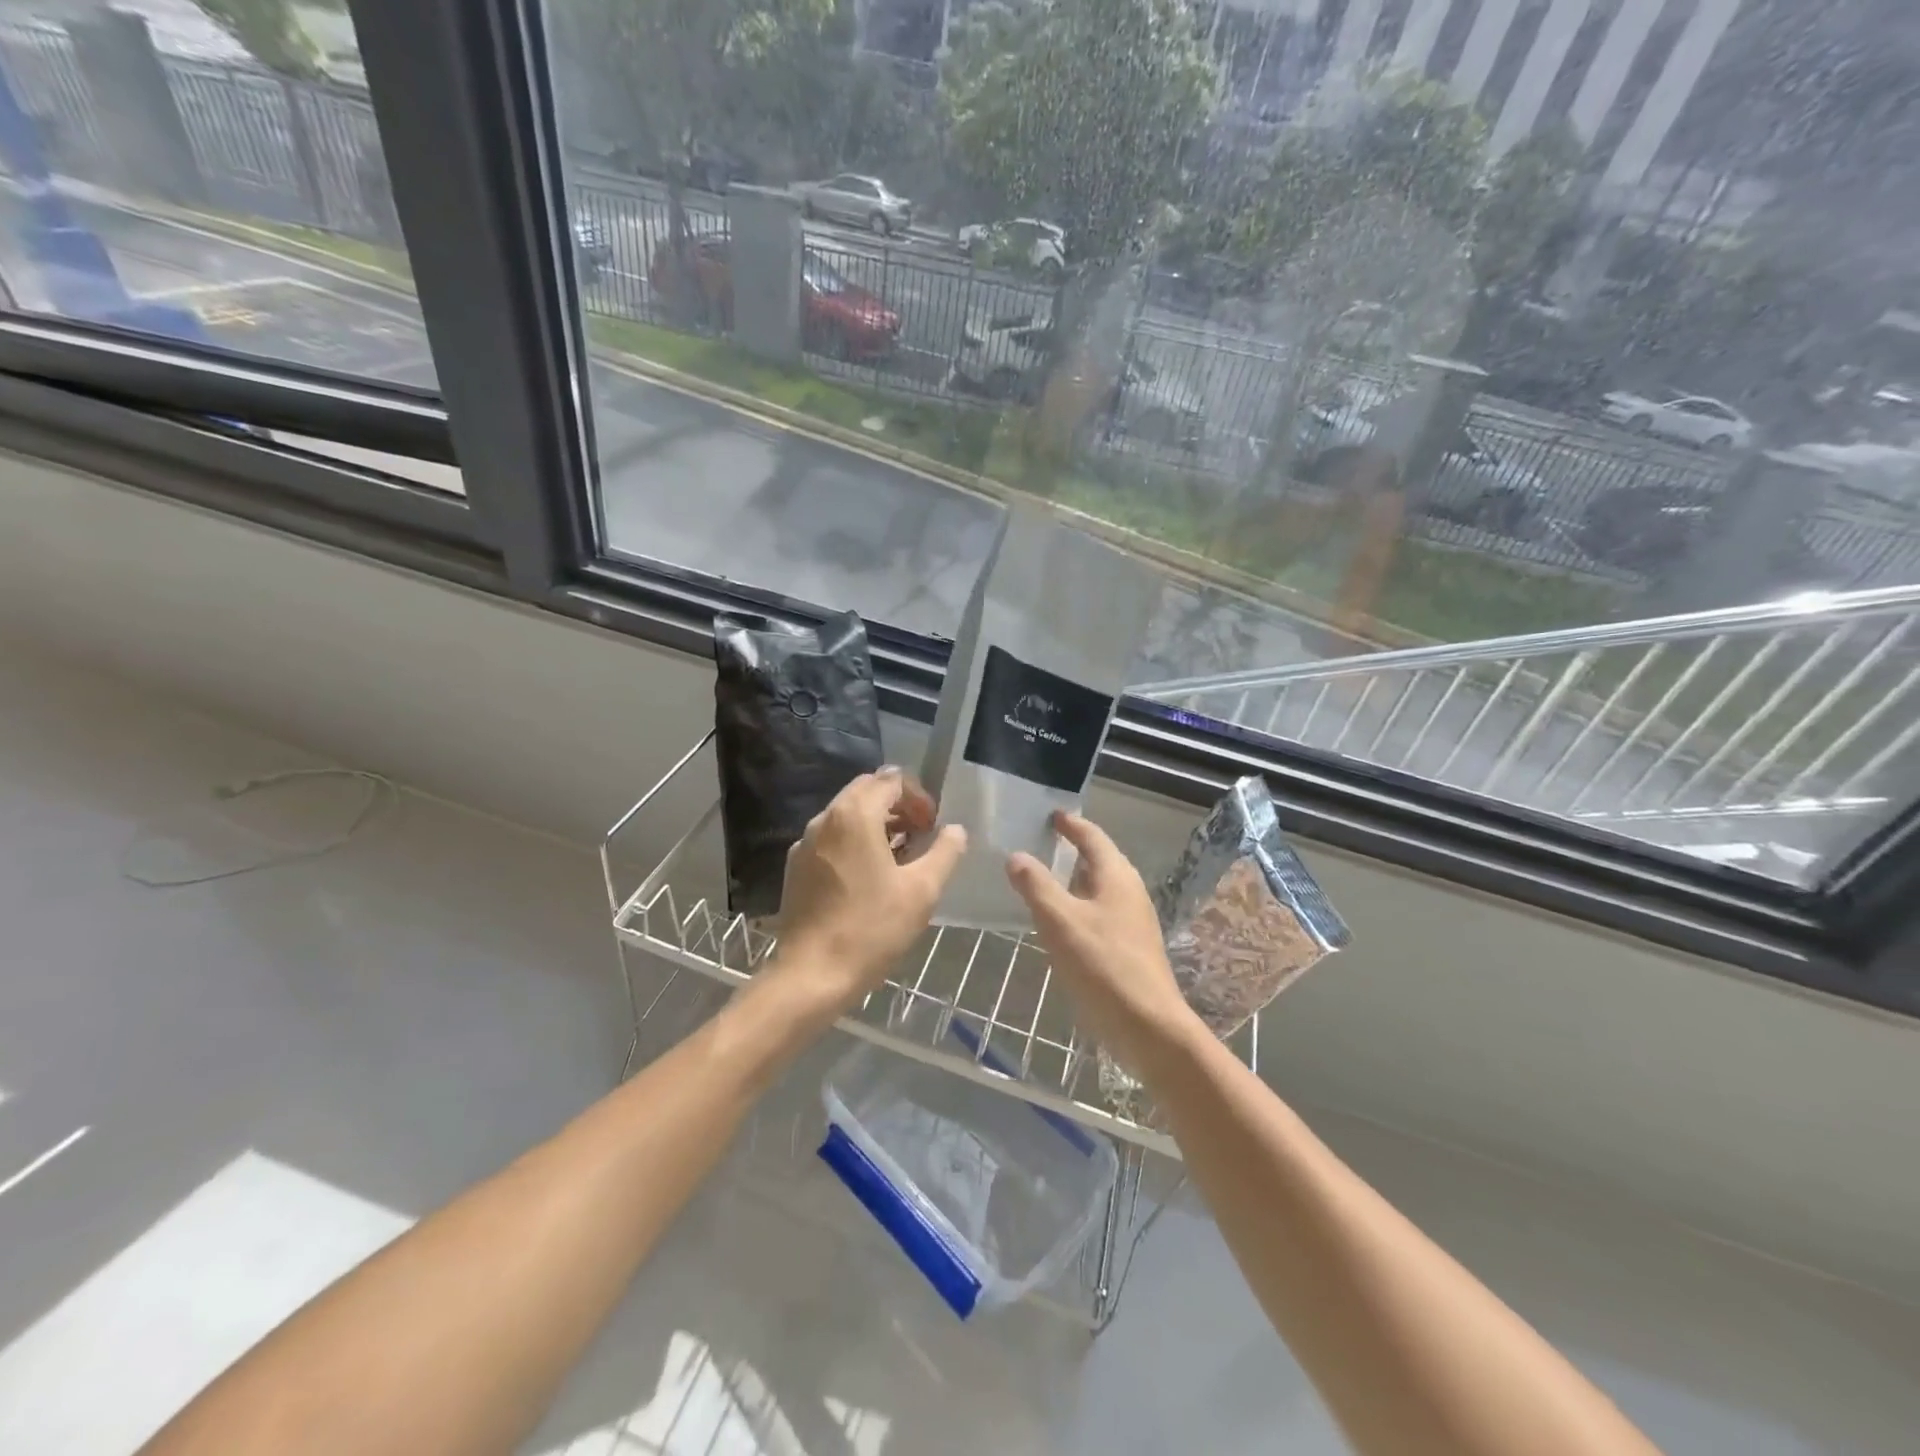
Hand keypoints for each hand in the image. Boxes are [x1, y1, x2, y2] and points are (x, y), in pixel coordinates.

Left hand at [770, 768, 966, 1013]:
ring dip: (876, 822)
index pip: (891, 779)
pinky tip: (869, 876)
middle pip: (866, 790)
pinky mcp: (795, 866)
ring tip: (899, 856)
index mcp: (855, 814)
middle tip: (920, 835)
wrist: (812, 975)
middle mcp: (825, 818)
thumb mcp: (922, 890)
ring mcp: (805, 842)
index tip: (933, 826)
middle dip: (897, 805)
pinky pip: (831, 838)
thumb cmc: (872, 928)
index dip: (919, 796)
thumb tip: (955, 830)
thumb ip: (945, 852)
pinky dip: (854, 841)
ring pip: (846, 814)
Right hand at [1006, 811, 1200, 1076]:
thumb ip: (1036, 885)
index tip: (1051, 814)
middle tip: (1040, 842)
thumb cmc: (1103, 965)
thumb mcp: (1060, 921)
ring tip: (1044, 879)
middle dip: (1072, 849)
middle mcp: (1129, 891)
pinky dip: (1078, 905)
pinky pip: (1100, 911)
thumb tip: (1016, 856)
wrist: (1148, 1025)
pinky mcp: (1130, 946)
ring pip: (1099, 887)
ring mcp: (1133, 920)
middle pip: (1099, 859)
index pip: (1092, 836)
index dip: (1070, 824)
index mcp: (1116, 876)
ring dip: (1074, 879)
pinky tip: (1060, 921)